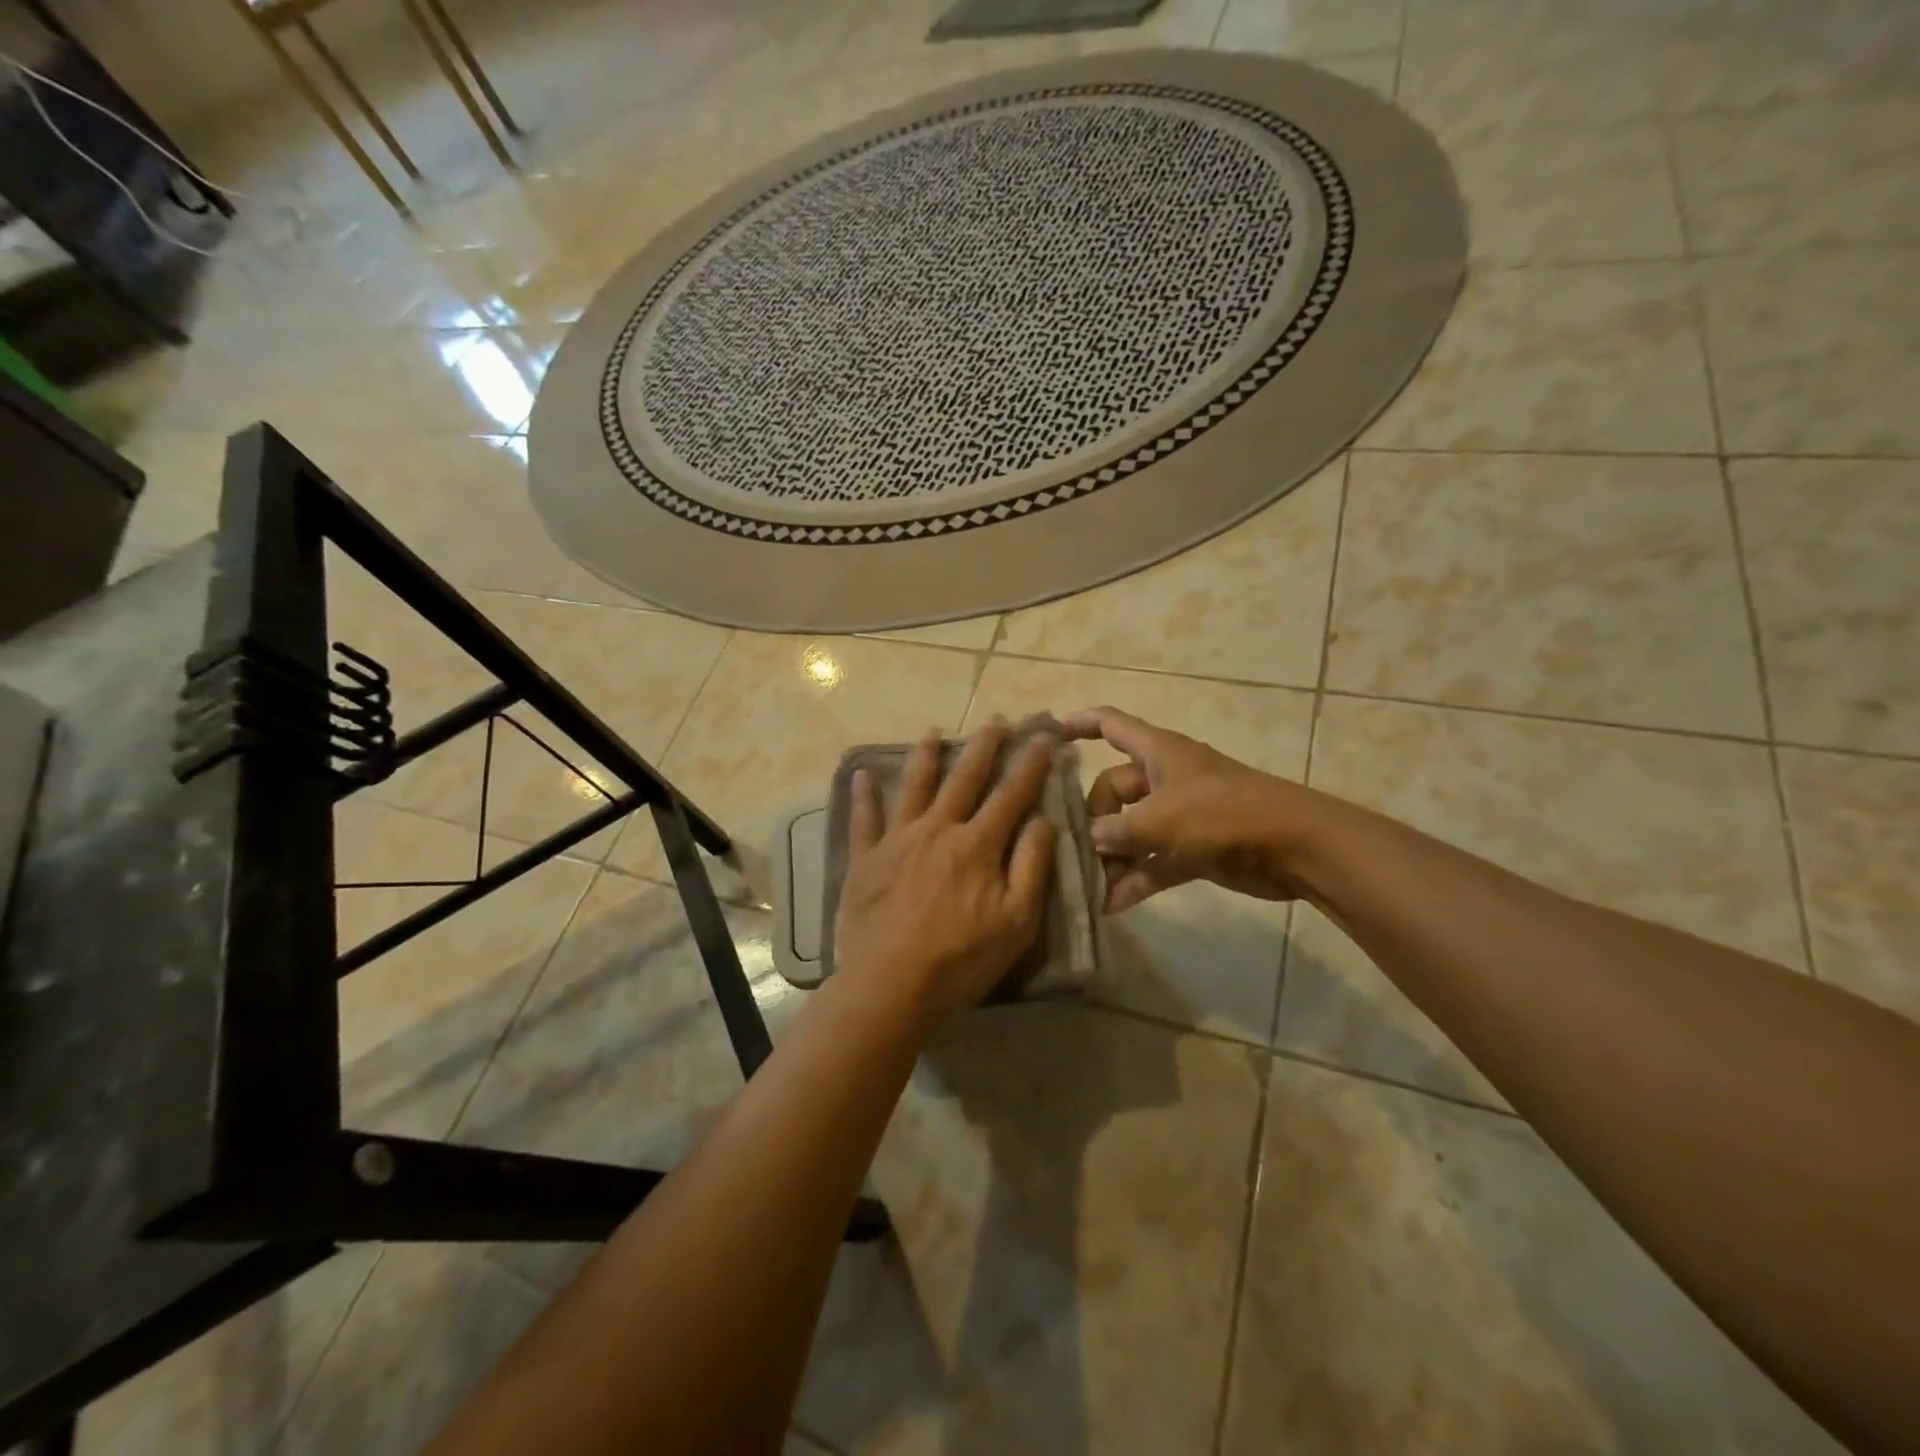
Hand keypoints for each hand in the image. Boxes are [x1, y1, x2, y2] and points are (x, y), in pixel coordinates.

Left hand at [833, 720, 1058, 1024]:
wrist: (891, 985)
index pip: (1011, 794)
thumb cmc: (961, 959)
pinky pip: (863, 819)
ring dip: (926, 756)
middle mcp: (938, 829)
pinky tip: (861, 773)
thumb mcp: (1017, 921)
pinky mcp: (866, 859)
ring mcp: (898, 840)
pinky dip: (863, 795)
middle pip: (964, 778)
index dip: (1030, 764)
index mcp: (978, 844)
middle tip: (995, 721)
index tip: (1044, 738)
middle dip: (983, 747)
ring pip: (914, 786)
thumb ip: (1031, 866)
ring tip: (934, 731)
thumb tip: (1041, 820)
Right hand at [1061, 706, 1313, 911]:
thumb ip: (1116, 830)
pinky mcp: (1192, 849)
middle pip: (1112, 789)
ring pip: (1130, 831)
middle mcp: (1163, 778)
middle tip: (1072, 848)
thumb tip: (1089, 840)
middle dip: (1092, 818)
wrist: (1293, 846)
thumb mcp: (1160, 818)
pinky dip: (1134, 879)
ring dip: (1110, 856)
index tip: (1046, 736)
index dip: (1078, 724)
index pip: (1110, 725)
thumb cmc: (1223, 813)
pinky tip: (1110, 904)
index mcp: (1157, 752)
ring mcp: (1178, 815)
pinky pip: (1152, 862)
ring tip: (1083, 884)